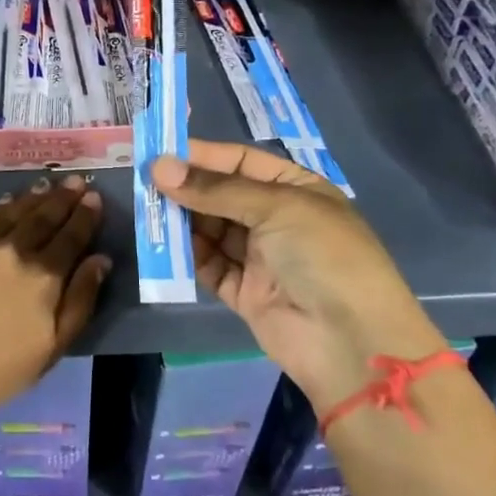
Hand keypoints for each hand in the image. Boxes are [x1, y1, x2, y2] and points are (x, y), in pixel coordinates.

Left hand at [0, 174, 110, 419]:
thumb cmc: (1, 368)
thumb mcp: (54, 345)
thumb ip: (80, 299)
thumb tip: (101, 260)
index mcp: (44, 275)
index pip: (71, 236)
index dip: (85, 215)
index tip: (94, 196)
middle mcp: (15, 250)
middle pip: (44, 217)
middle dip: (63, 198)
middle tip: (76, 181)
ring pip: (15, 211)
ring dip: (35, 196)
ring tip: (48, 183)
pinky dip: (1, 206)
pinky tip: (9, 199)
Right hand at [150, 140, 442, 412]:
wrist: (351, 343)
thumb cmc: (324, 256)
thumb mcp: (275, 208)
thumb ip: (214, 189)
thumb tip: (158, 167)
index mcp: (295, 189)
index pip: (241, 161)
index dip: (202, 156)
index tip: (159, 153)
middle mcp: (277, 219)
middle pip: (221, 195)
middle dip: (186, 188)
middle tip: (143, 182)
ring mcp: (260, 257)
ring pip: (210, 229)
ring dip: (181, 220)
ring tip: (147, 210)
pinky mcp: (244, 292)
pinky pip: (209, 265)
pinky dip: (187, 255)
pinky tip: (162, 245)